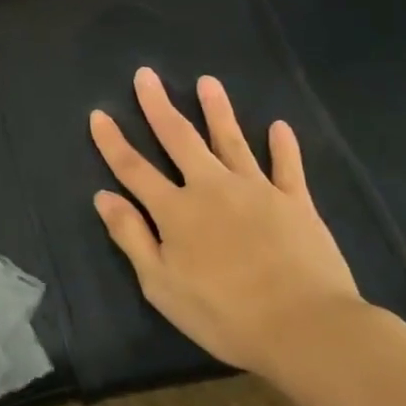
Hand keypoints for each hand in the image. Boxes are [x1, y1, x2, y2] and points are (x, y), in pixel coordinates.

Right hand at [90, 68, 364, 377]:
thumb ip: (131, 236)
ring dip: (217, 110)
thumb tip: (104, 196)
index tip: (98, 114)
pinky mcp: (297, 204)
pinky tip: (278, 126)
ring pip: (231, 141)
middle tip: (146, 75)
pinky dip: (283, 146)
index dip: (112, 141)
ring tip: (207, 82)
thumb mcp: (161, 284)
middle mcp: (211, 188)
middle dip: (159, 106)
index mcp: (175, 210)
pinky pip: (288, 168)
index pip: (133, 168)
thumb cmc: (224, 313)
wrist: (307, 329)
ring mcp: (257, 191)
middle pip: (179, 139)